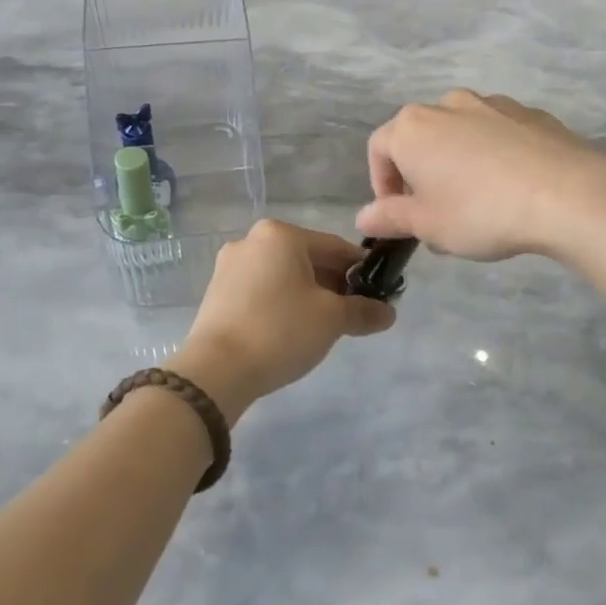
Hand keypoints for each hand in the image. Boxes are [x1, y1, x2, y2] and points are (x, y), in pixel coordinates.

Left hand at [173, 220, 395, 420]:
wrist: (216, 370)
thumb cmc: (280, 330)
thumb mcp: (332, 319)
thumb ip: (363, 311)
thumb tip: (388, 313)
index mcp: (281, 234)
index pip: (335, 247)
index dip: (361, 271)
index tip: (379, 294)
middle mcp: (252, 240)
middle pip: (307, 259)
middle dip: (333, 284)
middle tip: (353, 314)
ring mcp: (230, 266)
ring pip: (284, 275)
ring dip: (308, 295)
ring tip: (324, 326)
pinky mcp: (217, 292)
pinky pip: (261, 290)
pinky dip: (282, 303)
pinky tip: (291, 330)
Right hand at [355, 91, 605, 264]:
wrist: (568, 194)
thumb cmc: (481, 211)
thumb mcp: (427, 225)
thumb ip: (390, 218)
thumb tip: (364, 217)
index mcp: (412, 128)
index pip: (379, 149)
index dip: (381, 184)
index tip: (399, 216)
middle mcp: (446, 105)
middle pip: (420, 138)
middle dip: (420, 174)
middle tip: (436, 214)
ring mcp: (492, 103)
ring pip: (459, 133)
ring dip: (457, 162)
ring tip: (476, 202)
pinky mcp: (529, 113)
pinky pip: (497, 133)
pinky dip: (493, 155)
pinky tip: (511, 187)